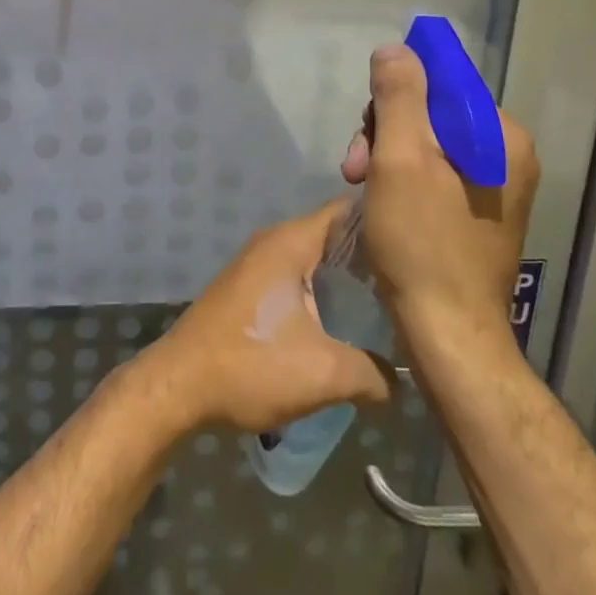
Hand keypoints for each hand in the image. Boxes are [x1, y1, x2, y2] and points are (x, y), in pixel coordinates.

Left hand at [142, 201, 393, 434]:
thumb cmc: (252, 365)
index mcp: (291, 242)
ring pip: (314, 260)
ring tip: (387, 306)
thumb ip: (373, 373)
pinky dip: (322, 292)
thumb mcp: (325, 373)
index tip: (416, 244)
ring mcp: (257, 263)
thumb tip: (400, 380)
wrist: (179, 384)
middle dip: (370, 256)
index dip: (382, 221)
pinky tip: (343, 323)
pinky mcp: (248, 288)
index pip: (346, 211)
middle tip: (411, 283)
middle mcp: (273, 242)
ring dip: (346, 279)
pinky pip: (296, 277)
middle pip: (333, 235)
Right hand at [341, 44, 539, 351]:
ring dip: (386, 157)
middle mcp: (507, 155)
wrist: (449, 336)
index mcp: (501, 136)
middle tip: (355, 168)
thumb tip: (395, 50)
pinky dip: (401, 179)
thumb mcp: (401, 159)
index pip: (441, 82)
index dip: (394, 97)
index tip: (366, 133)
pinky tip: (379, 202)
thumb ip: (398, 96)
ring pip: (426, 144)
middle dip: (385, 133)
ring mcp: (495, 186)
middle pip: (431, 113)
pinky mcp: (478, 212)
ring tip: (360, 188)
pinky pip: (433, 173)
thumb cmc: (422, 243)